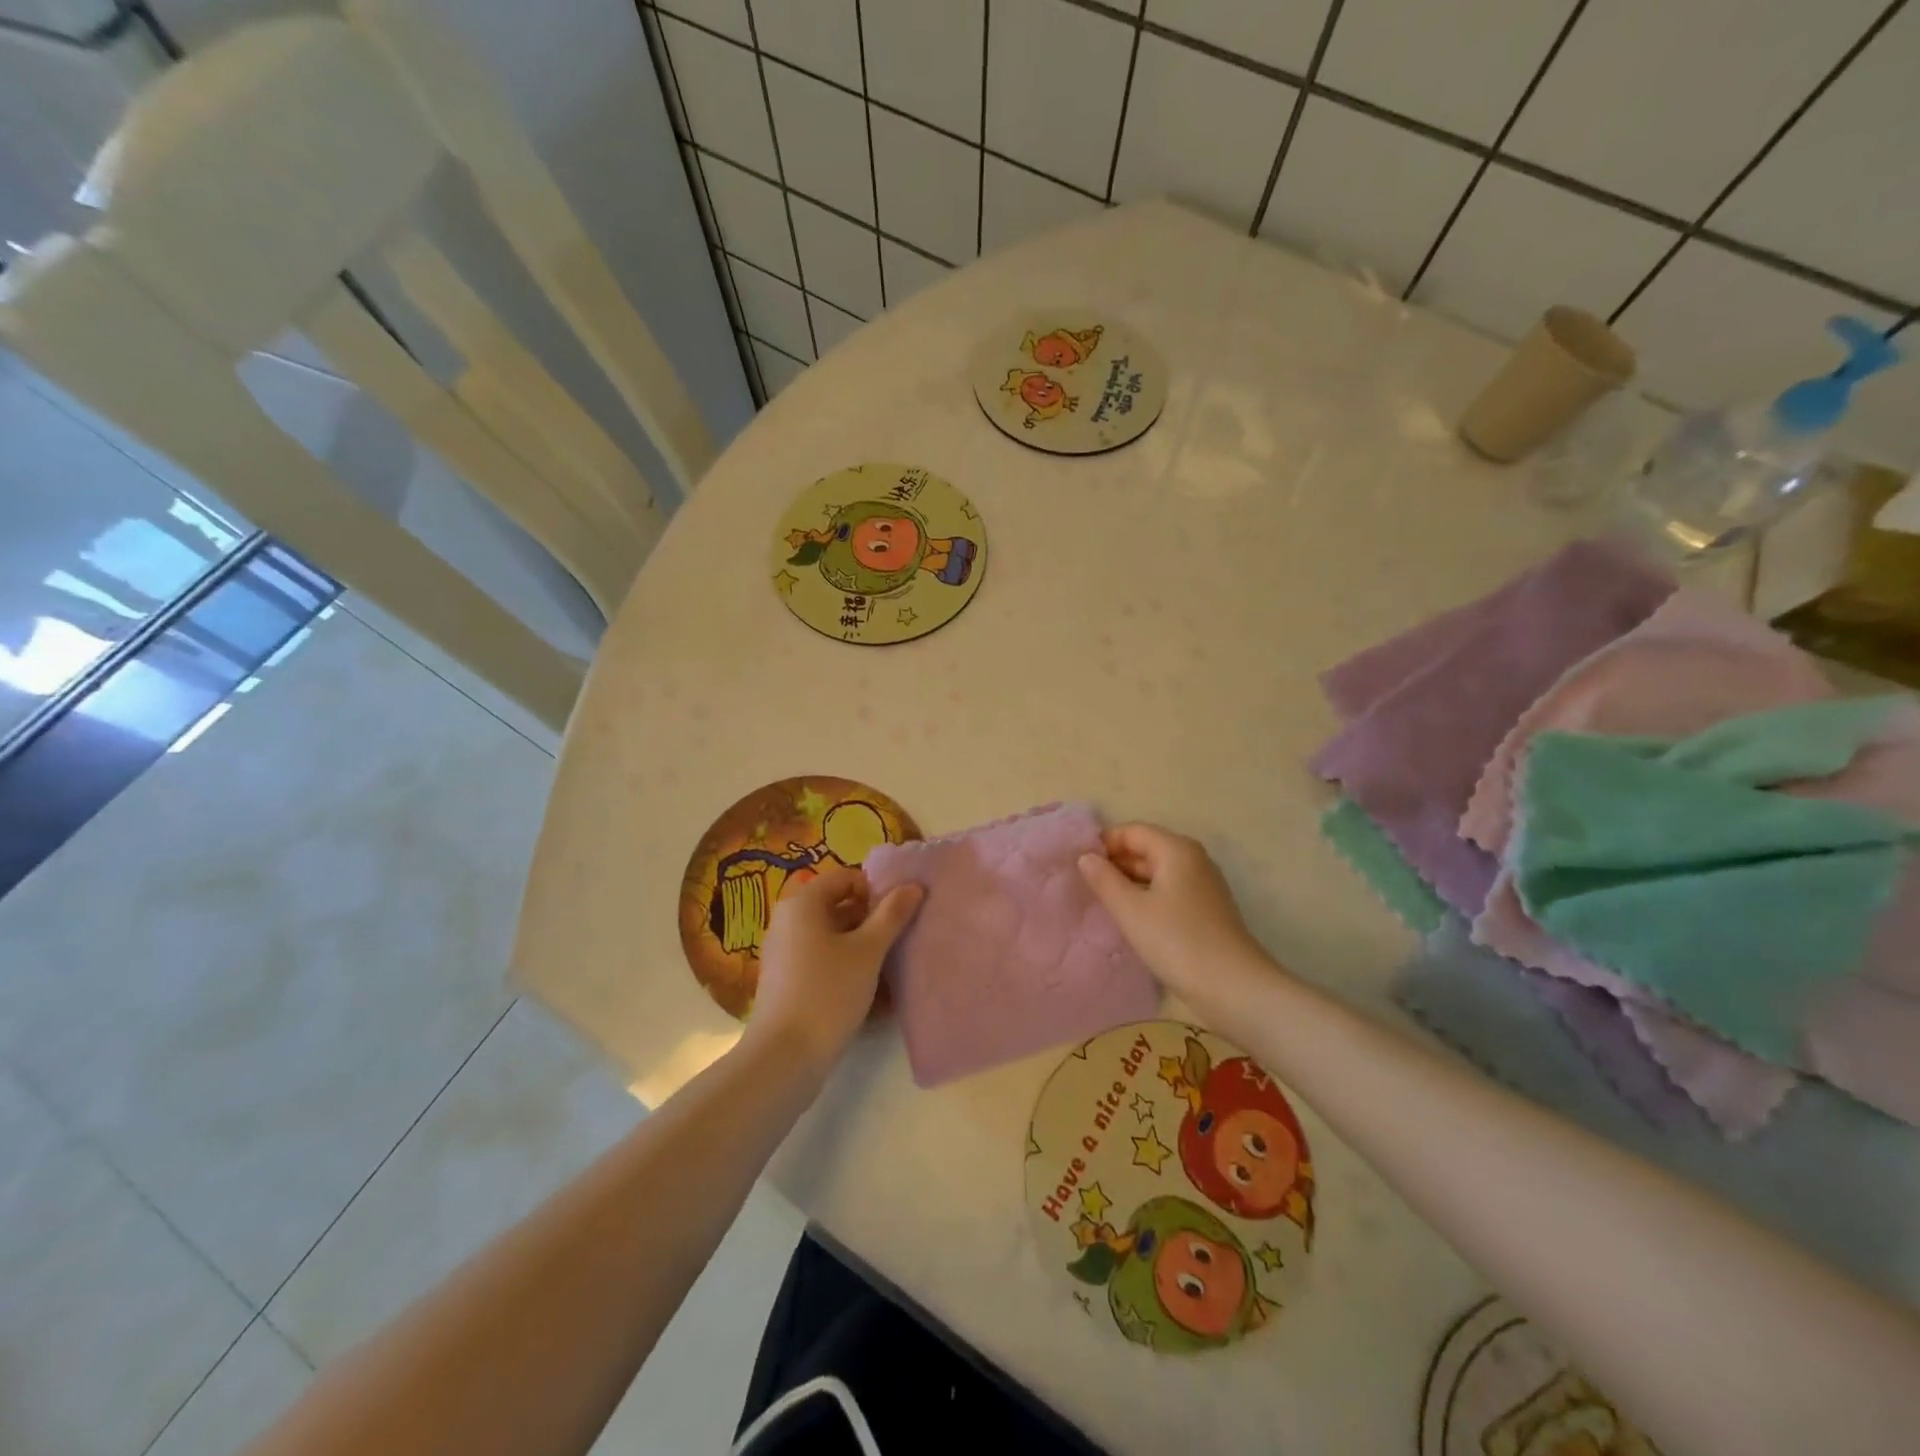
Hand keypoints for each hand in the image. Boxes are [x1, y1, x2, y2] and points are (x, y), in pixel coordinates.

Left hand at [746, 866, 923, 1078]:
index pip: (847, 878)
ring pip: (834, 939)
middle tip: (900, 942)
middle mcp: (788, 922)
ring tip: (892, 970)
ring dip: (864, 949)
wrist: (785, 1057)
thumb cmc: (828, 992)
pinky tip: (873, 995)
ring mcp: (785, 953)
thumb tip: (914, 886)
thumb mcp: (868, 951)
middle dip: (872, 922)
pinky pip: (824, 963)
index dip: (876, 891)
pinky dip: (848, 970)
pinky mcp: (788, 982)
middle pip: (840, 908)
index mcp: (803, 903)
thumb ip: (892, 915)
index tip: (899, 915)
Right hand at [1078, 823, 1270, 1003]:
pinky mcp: (1206, 910)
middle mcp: (1193, 859)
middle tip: (1083, 886)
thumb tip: (1086, 857)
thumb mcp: (1131, 910)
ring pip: (1157, 873)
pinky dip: (1147, 898)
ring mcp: (1203, 885)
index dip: (1103, 844)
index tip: (1077, 865)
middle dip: (1115, 864)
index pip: (1132, 831)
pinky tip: (1130, 919)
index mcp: (1176, 849)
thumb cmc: (1177, 941)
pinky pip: (1169, 892)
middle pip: (1146, 849)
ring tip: (1101, 903)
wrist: (1233, 988)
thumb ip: (1104, 879)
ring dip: (1129, 883)